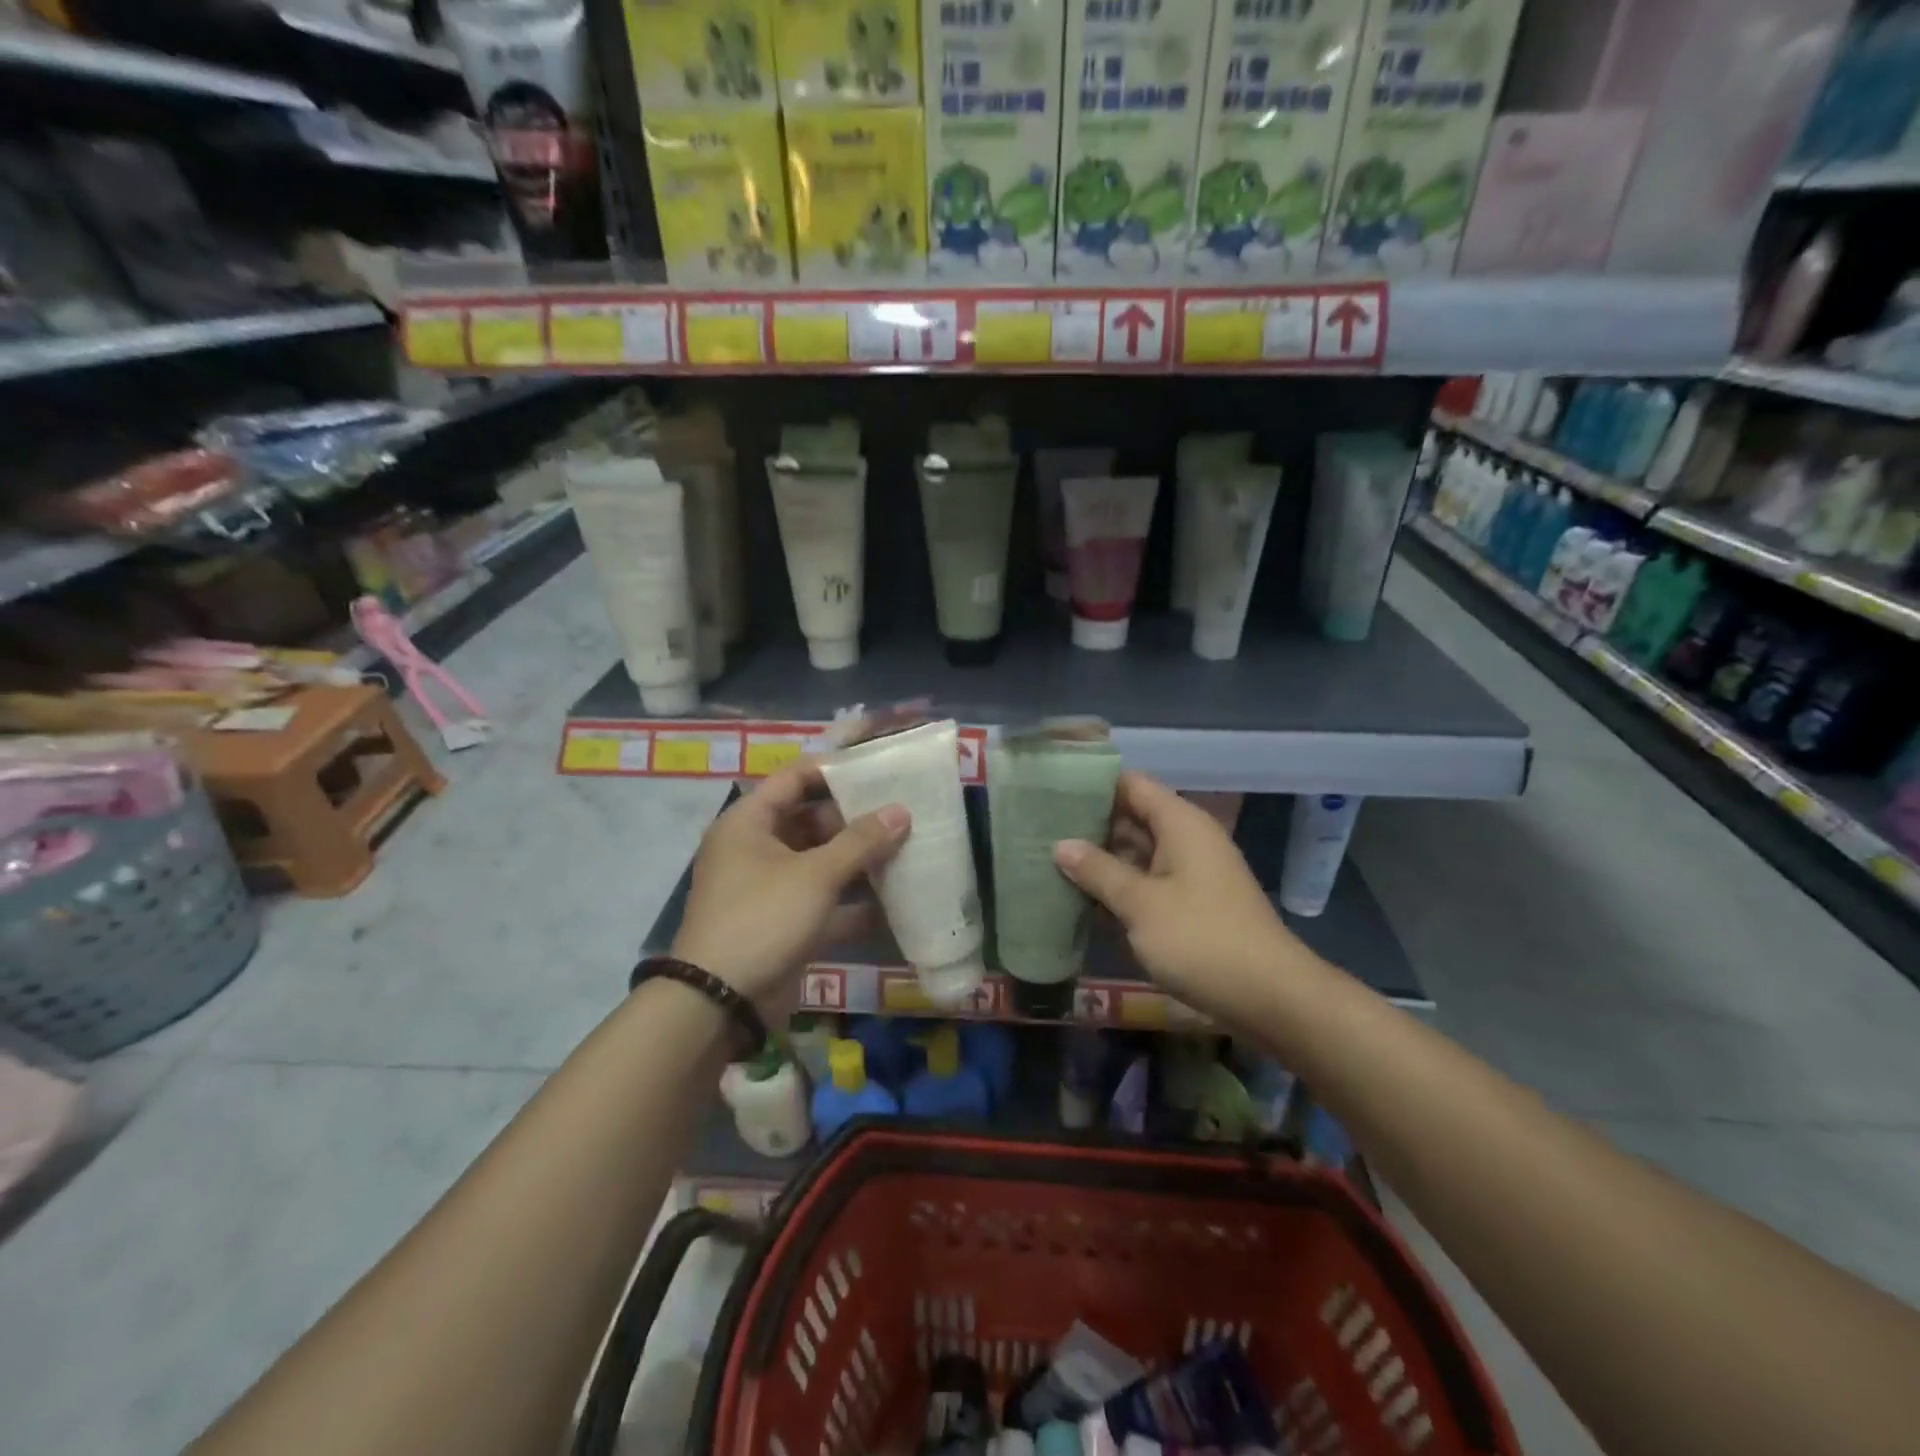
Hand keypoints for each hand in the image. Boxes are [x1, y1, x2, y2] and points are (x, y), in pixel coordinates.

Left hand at [672, 762, 907, 1014]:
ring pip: (819, 862)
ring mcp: (769, 888)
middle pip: (810, 820)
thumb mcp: (816, 875)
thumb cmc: (763, 919)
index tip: (875, 768)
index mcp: (749, 823)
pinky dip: (852, 901)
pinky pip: (822, 900)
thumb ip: (861, 842)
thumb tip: (900, 811)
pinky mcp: (782, 922)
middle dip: (854, 819)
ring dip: (857, 860)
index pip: (793, 779)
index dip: (833, 770)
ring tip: (906, 848)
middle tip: (901, 812)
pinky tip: (894, 900)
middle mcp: (755, 848)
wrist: (720, 1002)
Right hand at [1054, 772, 1304, 1024]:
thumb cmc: (1202, 940)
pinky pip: (1147, 884)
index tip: (1051, 790)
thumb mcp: (1141, 904)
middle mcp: (1186, 841)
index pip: (1131, 785)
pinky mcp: (1191, 906)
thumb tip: (1061, 844)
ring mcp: (1190, 874)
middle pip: (1132, 819)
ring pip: (1137, 855)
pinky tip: (1082, 900)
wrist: (1270, 998)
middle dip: (1089, 825)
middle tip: (1038, 829)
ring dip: (1100, 861)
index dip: (1093, 784)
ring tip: (1049, 861)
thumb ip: (1099, 871)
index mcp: (1180, 824)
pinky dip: (1119, 889)